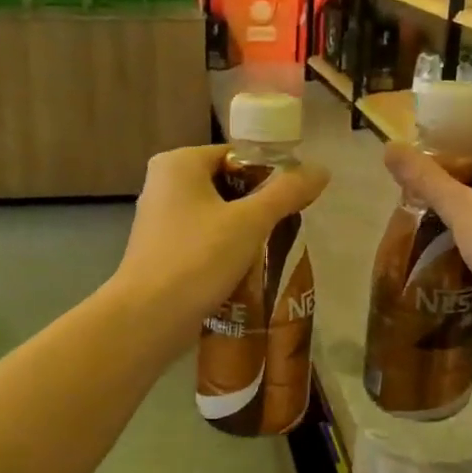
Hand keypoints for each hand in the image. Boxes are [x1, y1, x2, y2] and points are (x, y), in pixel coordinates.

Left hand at [111, 144, 330, 341]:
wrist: (149, 317)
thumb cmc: (198, 258)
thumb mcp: (250, 222)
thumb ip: (287, 192)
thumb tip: (322, 169)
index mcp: (179, 162)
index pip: (236, 155)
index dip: (269, 174)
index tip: (294, 200)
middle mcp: (163, 183)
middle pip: (226, 184)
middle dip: (258, 205)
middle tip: (287, 226)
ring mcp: (159, 219)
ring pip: (215, 214)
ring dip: (243, 230)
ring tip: (272, 249)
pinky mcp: (160, 250)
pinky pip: (202, 239)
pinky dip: (223, 249)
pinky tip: (245, 269)